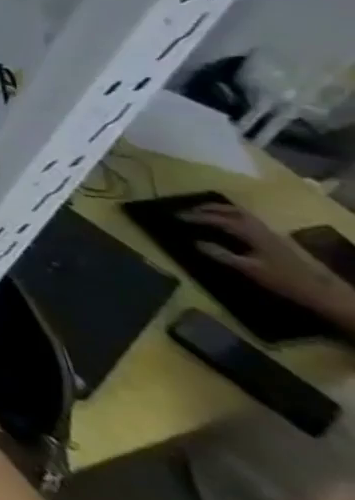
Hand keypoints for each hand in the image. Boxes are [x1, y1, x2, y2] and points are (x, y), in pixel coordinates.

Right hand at [187, 203, 354, 327]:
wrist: (322, 290)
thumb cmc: (283, 280)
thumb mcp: (249, 269)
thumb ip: (222, 255)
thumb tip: (196, 242)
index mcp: (251, 233)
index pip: (218, 219)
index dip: (196, 217)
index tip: (177, 217)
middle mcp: (260, 227)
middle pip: (231, 211)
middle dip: (208, 208)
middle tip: (188, 210)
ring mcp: (270, 232)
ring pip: (242, 213)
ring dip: (221, 210)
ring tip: (205, 213)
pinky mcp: (275, 238)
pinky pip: (248, 220)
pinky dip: (233, 216)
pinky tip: (229, 224)